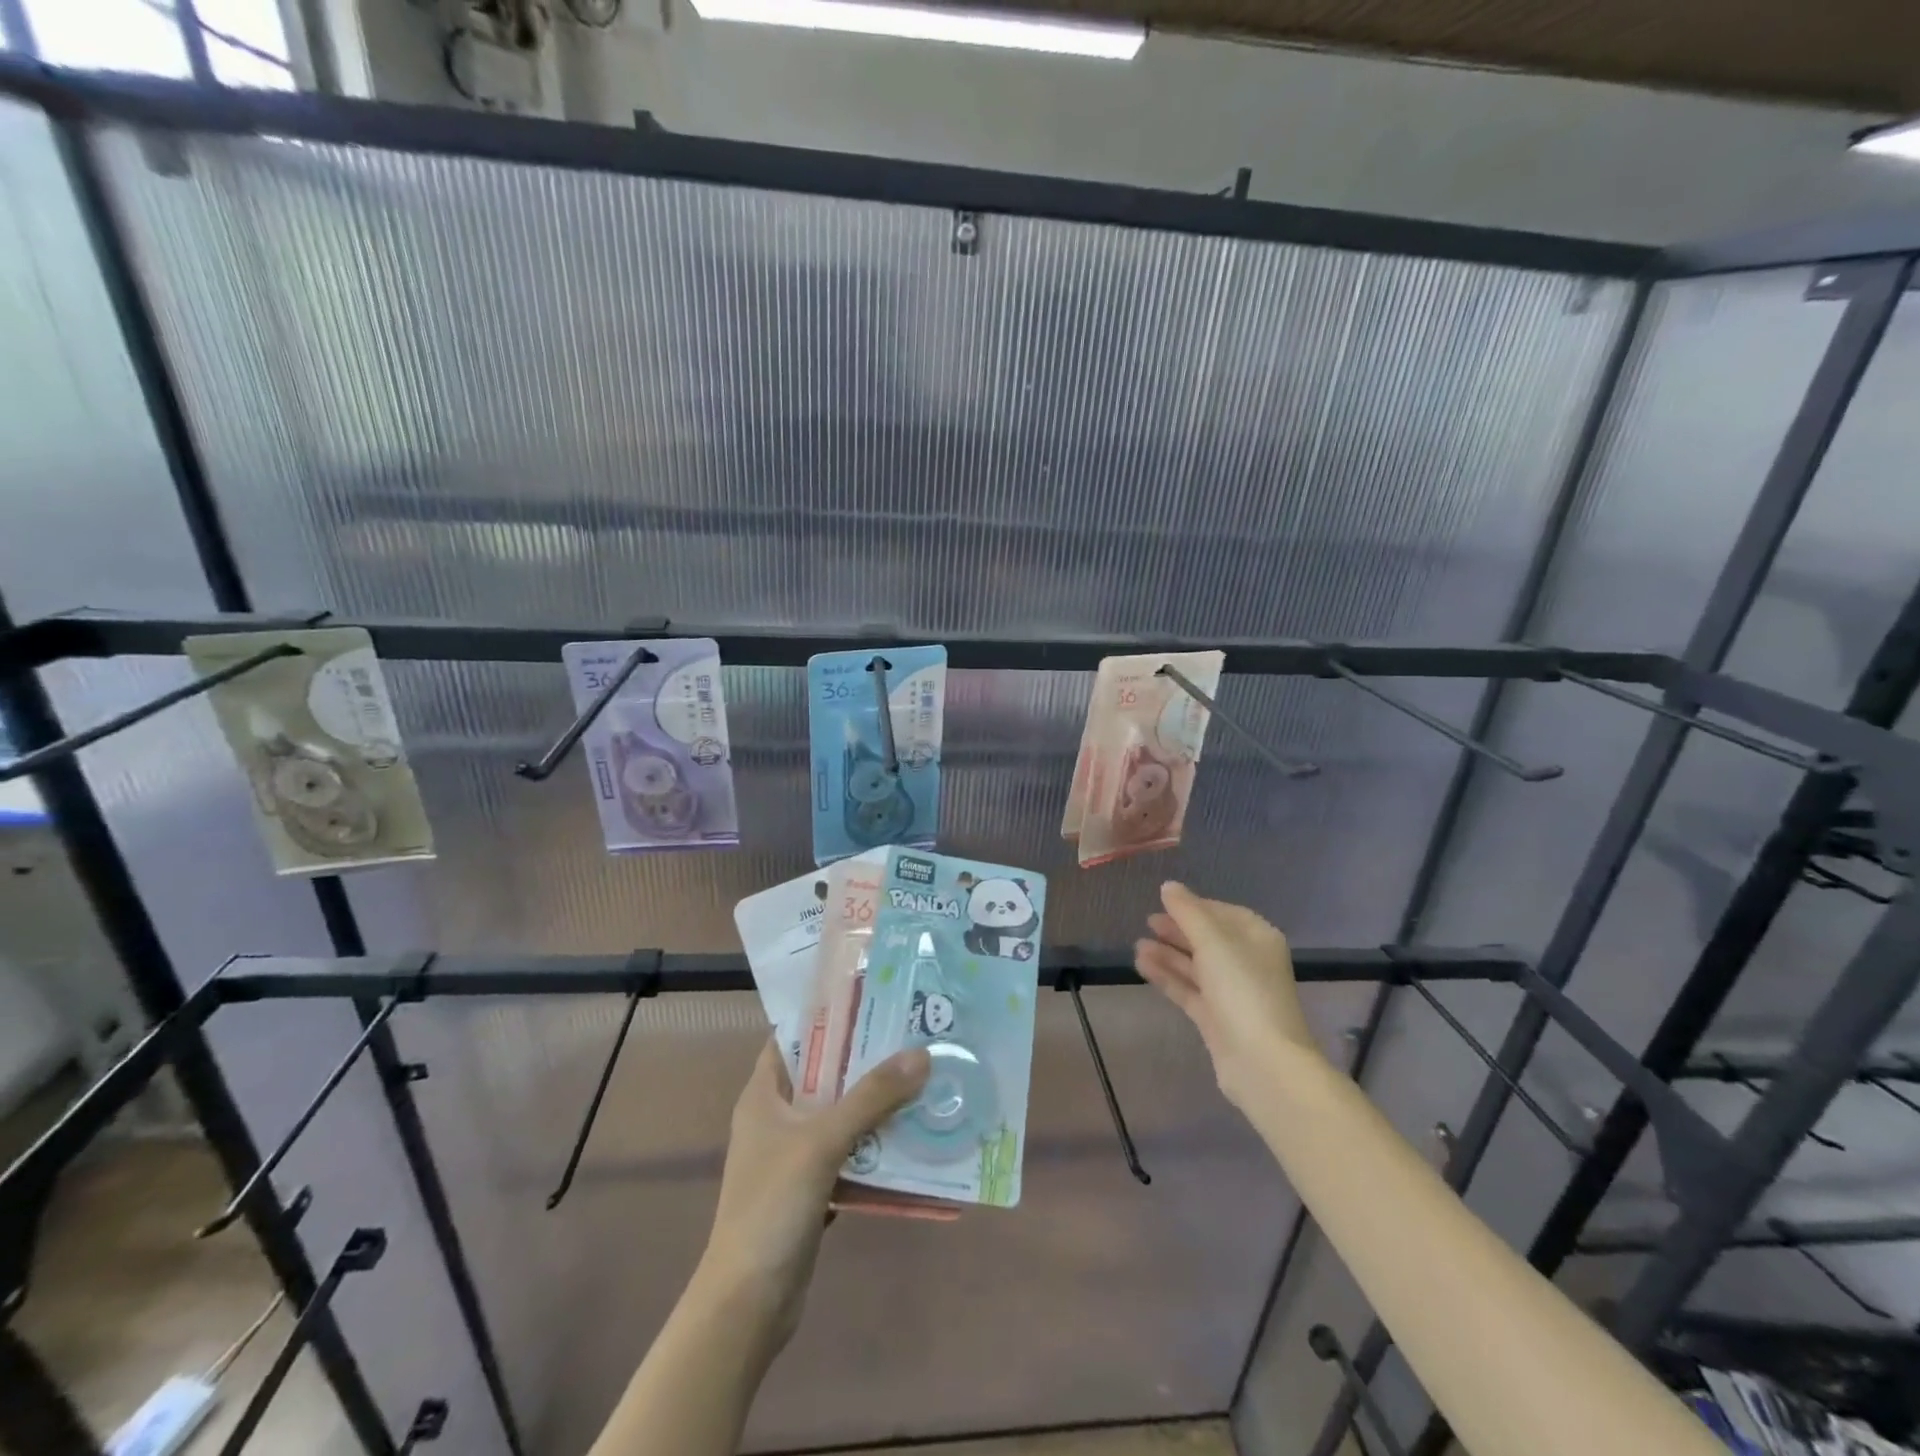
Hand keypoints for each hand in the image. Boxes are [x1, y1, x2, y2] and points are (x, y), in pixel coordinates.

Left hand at [698, 1040, 930, 1345]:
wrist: (748, 1303)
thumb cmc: (772, 1206)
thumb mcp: (822, 1141)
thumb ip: (871, 1097)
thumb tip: (920, 1054)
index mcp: (763, 1095)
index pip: (792, 1038)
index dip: (827, 1016)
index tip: (872, 999)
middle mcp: (776, 1118)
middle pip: (823, 1074)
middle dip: (864, 1059)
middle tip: (911, 1036)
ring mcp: (792, 1155)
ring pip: (839, 1114)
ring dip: (874, 1103)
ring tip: (920, 1078)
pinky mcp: (810, 1188)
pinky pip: (847, 1152)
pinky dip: (873, 1144)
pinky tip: (910, 1136)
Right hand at [1134, 882, 1322, 1109]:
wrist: (1263, 1063)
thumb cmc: (1243, 991)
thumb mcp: (1213, 942)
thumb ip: (1188, 912)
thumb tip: (1169, 886)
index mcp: (1258, 939)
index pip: (1224, 913)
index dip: (1196, 906)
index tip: (1166, 902)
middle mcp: (1248, 963)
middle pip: (1209, 939)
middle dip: (1179, 930)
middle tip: (1147, 921)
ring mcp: (1232, 993)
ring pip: (1196, 966)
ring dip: (1168, 954)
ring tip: (1137, 945)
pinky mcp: (1217, 1019)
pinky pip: (1188, 990)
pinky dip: (1167, 977)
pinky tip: (1142, 965)